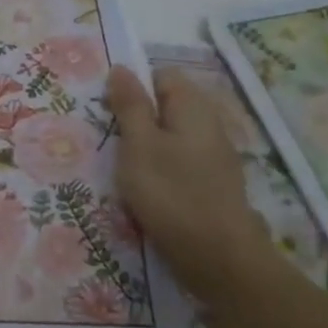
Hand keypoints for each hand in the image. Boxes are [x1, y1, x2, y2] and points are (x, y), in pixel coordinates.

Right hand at [107, 65, 275, 304]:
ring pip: (170, 137)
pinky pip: (178, 164)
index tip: (107, 109)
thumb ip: (130, 105)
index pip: (162, 76)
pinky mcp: (211, 186)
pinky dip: (159, 170)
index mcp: (193, 108)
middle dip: (136, 118)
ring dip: (144, 148)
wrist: (219, 259)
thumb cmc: (172, 193)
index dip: (134, 85)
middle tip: (108, 139)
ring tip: (121, 167)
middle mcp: (209, 126)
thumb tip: (122, 68)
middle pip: (167, 107)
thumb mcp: (139, 144)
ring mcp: (213, 158)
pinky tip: (143, 190)